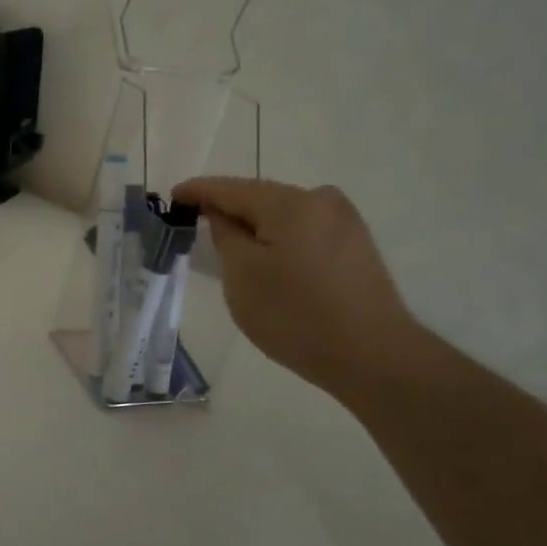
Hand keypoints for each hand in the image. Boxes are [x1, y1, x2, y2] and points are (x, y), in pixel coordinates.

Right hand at [172, 176, 421, 398]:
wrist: (373, 356)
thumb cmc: (296, 315)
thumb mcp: (242, 275)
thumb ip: (225, 235)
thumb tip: (222, 214)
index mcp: (289, 202)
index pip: (229, 188)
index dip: (198, 191)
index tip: (173, 196)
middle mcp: (321, 200)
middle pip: (260, 198)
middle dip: (228, 209)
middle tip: (197, 222)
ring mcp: (345, 222)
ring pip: (284, 215)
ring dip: (256, 226)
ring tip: (231, 246)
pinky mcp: (357, 246)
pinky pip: (304, 231)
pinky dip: (280, 239)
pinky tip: (270, 260)